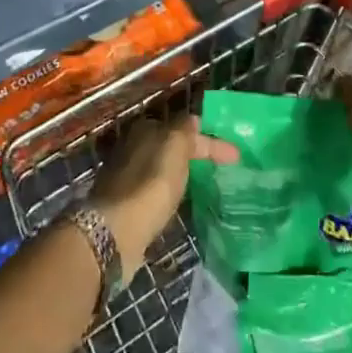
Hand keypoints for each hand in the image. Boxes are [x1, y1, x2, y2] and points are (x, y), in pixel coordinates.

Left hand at [89, 117, 237, 275]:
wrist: (115, 231)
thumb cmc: (151, 184)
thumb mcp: (174, 147)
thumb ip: (185, 130)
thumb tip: (193, 121)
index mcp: (146, 129)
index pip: (186, 128)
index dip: (212, 140)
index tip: (236, 156)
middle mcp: (133, 147)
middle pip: (172, 146)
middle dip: (195, 154)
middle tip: (220, 168)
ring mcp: (127, 176)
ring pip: (163, 168)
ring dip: (183, 173)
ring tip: (205, 185)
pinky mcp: (125, 204)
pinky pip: (155, 190)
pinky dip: (170, 192)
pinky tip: (180, 203)